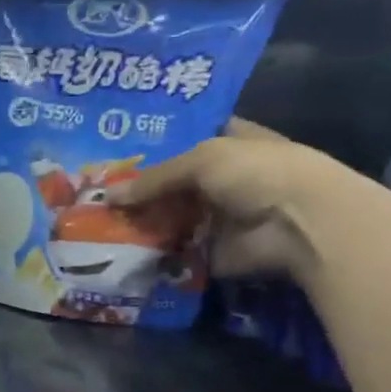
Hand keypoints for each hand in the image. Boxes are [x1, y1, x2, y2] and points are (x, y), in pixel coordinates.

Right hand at [107, 118, 387, 284]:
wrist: (298, 225)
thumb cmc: (257, 173)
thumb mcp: (202, 160)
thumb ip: (154, 178)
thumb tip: (107, 196)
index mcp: (228, 143)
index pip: (186, 138)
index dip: (154, 143)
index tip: (115, 152)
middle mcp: (221, 179)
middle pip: (171, 183)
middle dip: (137, 189)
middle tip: (93, 194)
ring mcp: (214, 217)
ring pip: (167, 217)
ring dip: (139, 223)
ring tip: (93, 225)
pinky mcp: (208, 250)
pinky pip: (171, 251)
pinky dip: (148, 253)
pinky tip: (114, 251)